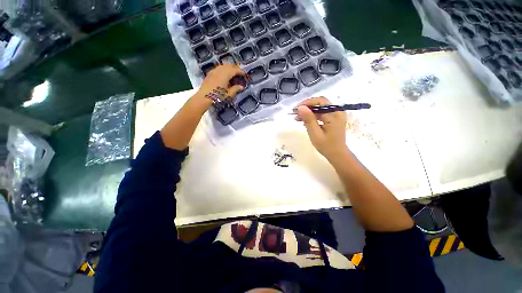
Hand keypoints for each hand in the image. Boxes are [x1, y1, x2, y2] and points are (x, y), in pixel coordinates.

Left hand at [193, 64, 245, 107]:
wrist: (204, 97)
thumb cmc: (218, 96)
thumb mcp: (229, 94)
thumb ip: (235, 89)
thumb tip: (241, 87)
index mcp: (225, 75)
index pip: (235, 70)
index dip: (240, 71)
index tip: (244, 74)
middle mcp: (220, 70)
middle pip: (229, 65)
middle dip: (235, 68)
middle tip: (239, 72)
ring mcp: (214, 71)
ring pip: (223, 66)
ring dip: (229, 68)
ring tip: (232, 73)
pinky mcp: (210, 73)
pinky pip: (218, 68)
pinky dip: (223, 69)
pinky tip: (224, 74)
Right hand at [296, 97, 348, 159]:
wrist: (337, 154)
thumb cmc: (326, 146)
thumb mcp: (315, 133)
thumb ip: (308, 119)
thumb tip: (300, 107)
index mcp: (334, 114)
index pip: (320, 102)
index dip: (307, 103)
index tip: (296, 108)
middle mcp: (337, 112)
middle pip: (320, 104)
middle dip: (307, 107)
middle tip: (295, 113)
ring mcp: (336, 115)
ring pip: (320, 109)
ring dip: (309, 112)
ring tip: (297, 118)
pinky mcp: (334, 119)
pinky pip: (322, 114)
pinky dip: (313, 116)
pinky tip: (305, 121)